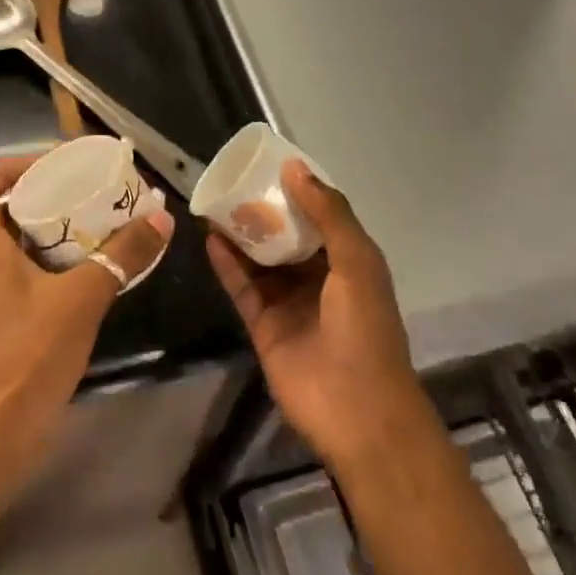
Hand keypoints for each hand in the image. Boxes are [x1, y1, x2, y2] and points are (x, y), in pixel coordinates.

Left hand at [0, 155, 174, 509]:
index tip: (51, 164)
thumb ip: (120, 257)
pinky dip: (58, 270)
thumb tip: (160, 217)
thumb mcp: (81, 301)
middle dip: (46, 198)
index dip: (7, 168)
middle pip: (3, 216)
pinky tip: (96, 278)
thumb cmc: (25, 360)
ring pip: (20, 251)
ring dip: (57, 236)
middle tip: (91, 193)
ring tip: (102, 228)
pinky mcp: (4, 331)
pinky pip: (30, 282)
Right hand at [207, 163, 427, 470]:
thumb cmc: (365, 329)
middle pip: (286, 235)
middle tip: (234, 180)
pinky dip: (228, 264)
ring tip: (215, 202)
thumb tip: (295, 168)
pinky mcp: (264, 325)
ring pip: (260, 259)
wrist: (357, 412)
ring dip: (241, 234)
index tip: (270, 162)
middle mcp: (319, 277)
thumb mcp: (357, 262)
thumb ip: (328, 214)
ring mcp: (289, 302)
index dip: (299, 189)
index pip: (320, 215)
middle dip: (264, 209)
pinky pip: (243, 287)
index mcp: (349, 260)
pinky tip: (210, 238)